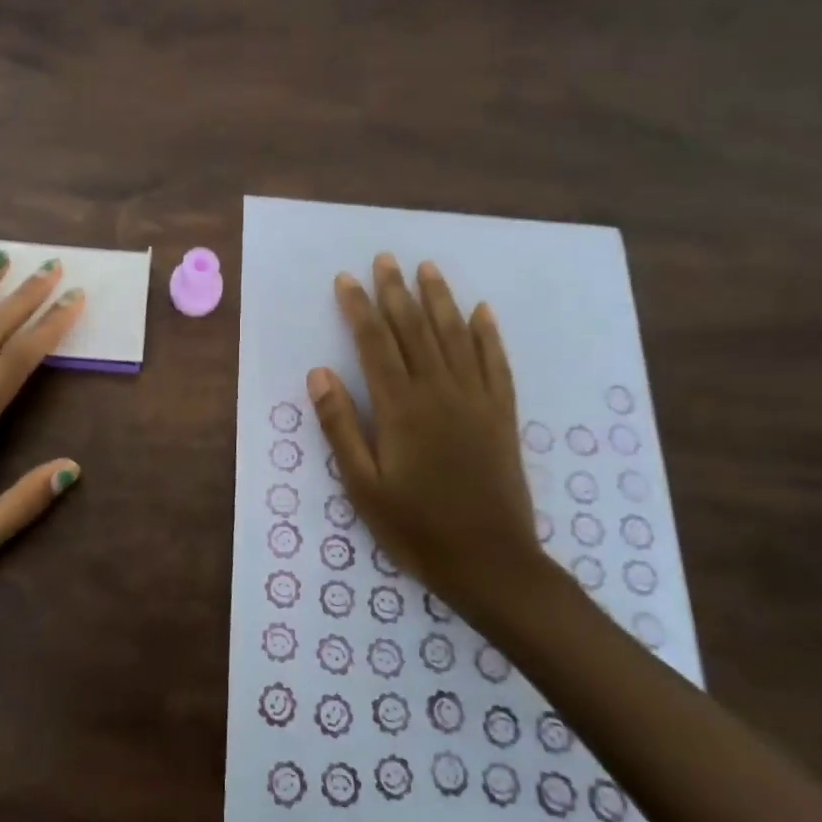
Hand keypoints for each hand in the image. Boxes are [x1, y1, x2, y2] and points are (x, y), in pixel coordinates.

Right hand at [307, 253, 547, 629]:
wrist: (491, 563)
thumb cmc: (417, 528)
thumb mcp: (363, 486)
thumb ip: (340, 426)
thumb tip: (319, 373)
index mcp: (400, 407)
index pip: (374, 343)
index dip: (358, 307)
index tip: (346, 279)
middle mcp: (438, 391)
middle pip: (413, 329)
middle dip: (395, 291)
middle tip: (385, 258)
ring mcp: (475, 400)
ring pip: (454, 336)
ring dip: (439, 299)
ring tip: (427, 268)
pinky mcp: (501, 414)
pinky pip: (495, 362)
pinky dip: (488, 334)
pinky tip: (482, 311)